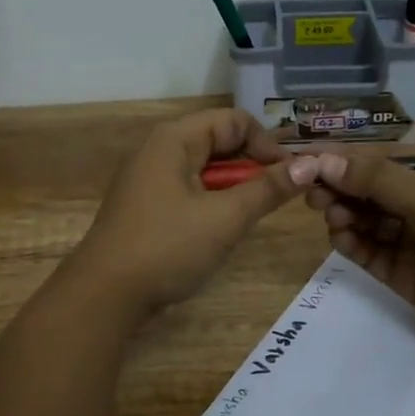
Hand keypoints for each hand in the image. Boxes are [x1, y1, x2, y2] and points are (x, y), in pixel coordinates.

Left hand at [66, 109, 318, 315]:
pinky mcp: (145, 206)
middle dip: (251, 167)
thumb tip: (309, 164)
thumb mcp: (225, 218)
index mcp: (174, 139)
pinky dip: (211, 202)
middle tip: (275, 199)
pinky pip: (188, 191)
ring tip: (251, 216)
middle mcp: (158, 150)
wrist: (105, 294)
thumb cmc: (167, 247)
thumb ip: (268, 189)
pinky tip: (221, 230)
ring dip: (233, 188)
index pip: (234, 120)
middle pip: (218, 142)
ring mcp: (148, 179)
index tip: (289, 178)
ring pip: (204, 170)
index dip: (267, 144)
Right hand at [303, 151, 414, 362]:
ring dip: (343, 213)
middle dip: (339, 186)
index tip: (305, 159)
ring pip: (364, 219)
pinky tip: (341, 238)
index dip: (344, 157)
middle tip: (311, 191)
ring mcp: (412, 239)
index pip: (382, 157)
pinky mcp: (403, 274)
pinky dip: (351, 243)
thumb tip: (324, 160)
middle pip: (368, 188)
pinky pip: (368, 252)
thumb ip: (380, 182)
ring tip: (330, 215)